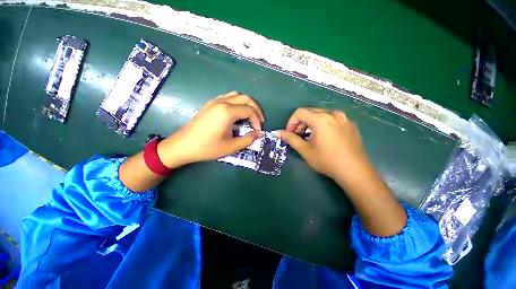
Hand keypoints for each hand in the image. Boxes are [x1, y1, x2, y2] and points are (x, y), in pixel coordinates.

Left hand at [157, 91, 264, 167]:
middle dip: (256, 109)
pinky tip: (237, 113)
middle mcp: (222, 102)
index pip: (250, 111)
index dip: (257, 121)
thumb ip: (248, 140)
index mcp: (227, 112)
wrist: (183, 146)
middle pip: (246, 99)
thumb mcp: (230, 147)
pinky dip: (237, 103)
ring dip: (247, 104)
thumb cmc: (207, 148)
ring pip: (237, 95)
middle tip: (259, 121)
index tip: (258, 131)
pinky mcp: (210, 104)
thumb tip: (259, 134)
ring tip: (250, 116)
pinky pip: (228, 97)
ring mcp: (215, 101)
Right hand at [273, 108, 369, 182]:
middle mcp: (333, 114)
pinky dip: (322, 125)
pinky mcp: (350, 124)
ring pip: (321, 115)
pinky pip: (332, 119)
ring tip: (310, 137)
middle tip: (298, 136)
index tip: (290, 134)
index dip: (291, 122)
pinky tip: (323, 138)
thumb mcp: (305, 150)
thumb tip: (276, 133)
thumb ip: (290, 138)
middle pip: (310, 112)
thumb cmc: (327, 161)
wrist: (355, 171)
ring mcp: (344, 118)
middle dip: (300, 123)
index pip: (299, 112)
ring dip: (311, 124)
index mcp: (321, 119)